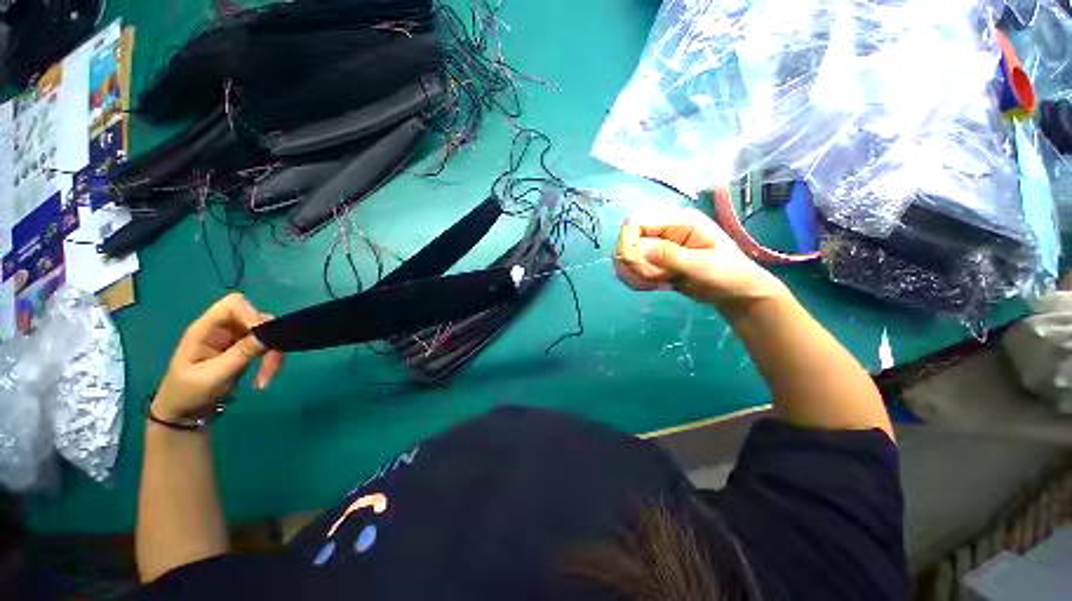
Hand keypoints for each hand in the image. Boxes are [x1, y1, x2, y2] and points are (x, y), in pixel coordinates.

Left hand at [153, 293, 283, 422]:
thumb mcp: (213, 377)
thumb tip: (270, 335)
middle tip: (271, 366)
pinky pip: (268, 346)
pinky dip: (272, 360)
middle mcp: (223, 328)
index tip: (265, 337)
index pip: (233, 305)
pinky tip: (264, 378)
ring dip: (274, 354)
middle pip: (257, 319)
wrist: (184, 413)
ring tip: (267, 378)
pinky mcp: (247, 349)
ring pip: (268, 334)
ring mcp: (236, 338)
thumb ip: (241, 354)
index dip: (252, 314)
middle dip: (269, 340)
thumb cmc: (188, 394)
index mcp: (205, 329)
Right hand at [615, 207, 788, 316]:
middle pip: (628, 241)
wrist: (737, 293)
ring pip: (627, 257)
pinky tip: (654, 287)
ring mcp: (657, 246)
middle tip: (652, 280)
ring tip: (657, 285)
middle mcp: (664, 230)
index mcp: (679, 221)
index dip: (629, 244)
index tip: (639, 268)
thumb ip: (671, 256)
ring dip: (635, 275)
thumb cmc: (729, 275)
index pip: (636, 222)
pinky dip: (637, 280)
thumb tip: (639, 249)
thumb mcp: (704, 266)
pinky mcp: (654, 262)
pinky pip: (632, 269)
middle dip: (634, 264)